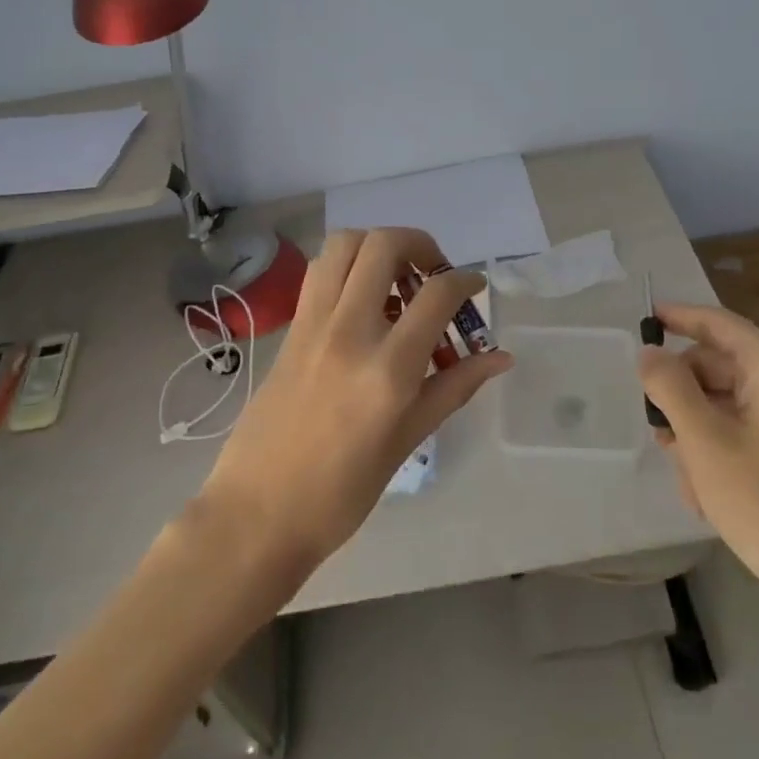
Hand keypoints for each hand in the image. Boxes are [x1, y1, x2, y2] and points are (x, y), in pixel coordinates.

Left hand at [199, 227, 513, 573]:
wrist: (258, 513)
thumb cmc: (342, 491)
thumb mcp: (408, 440)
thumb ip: (455, 386)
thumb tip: (500, 357)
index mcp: (388, 368)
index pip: (436, 294)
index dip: (465, 280)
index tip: (474, 287)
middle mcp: (350, 331)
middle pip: (384, 244)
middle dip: (419, 244)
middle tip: (432, 273)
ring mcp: (313, 325)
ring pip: (343, 244)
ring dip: (377, 246)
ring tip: (395, 279)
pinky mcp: (290, 329)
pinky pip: (320, 273)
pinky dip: (347, 267)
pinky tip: (361, 302)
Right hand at [639, 302, 758, 606]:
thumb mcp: (703, 439)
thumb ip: (668, 387)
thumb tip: (648, 352)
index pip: (717, 323)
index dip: (677, 317)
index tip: (643, 319)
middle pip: (716, 366)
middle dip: (682, 396)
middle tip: (657, 431)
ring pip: (724, 402)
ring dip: (695, 432)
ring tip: (687, 477)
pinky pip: (742, 430)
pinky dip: (717, 450)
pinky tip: (706, 492)